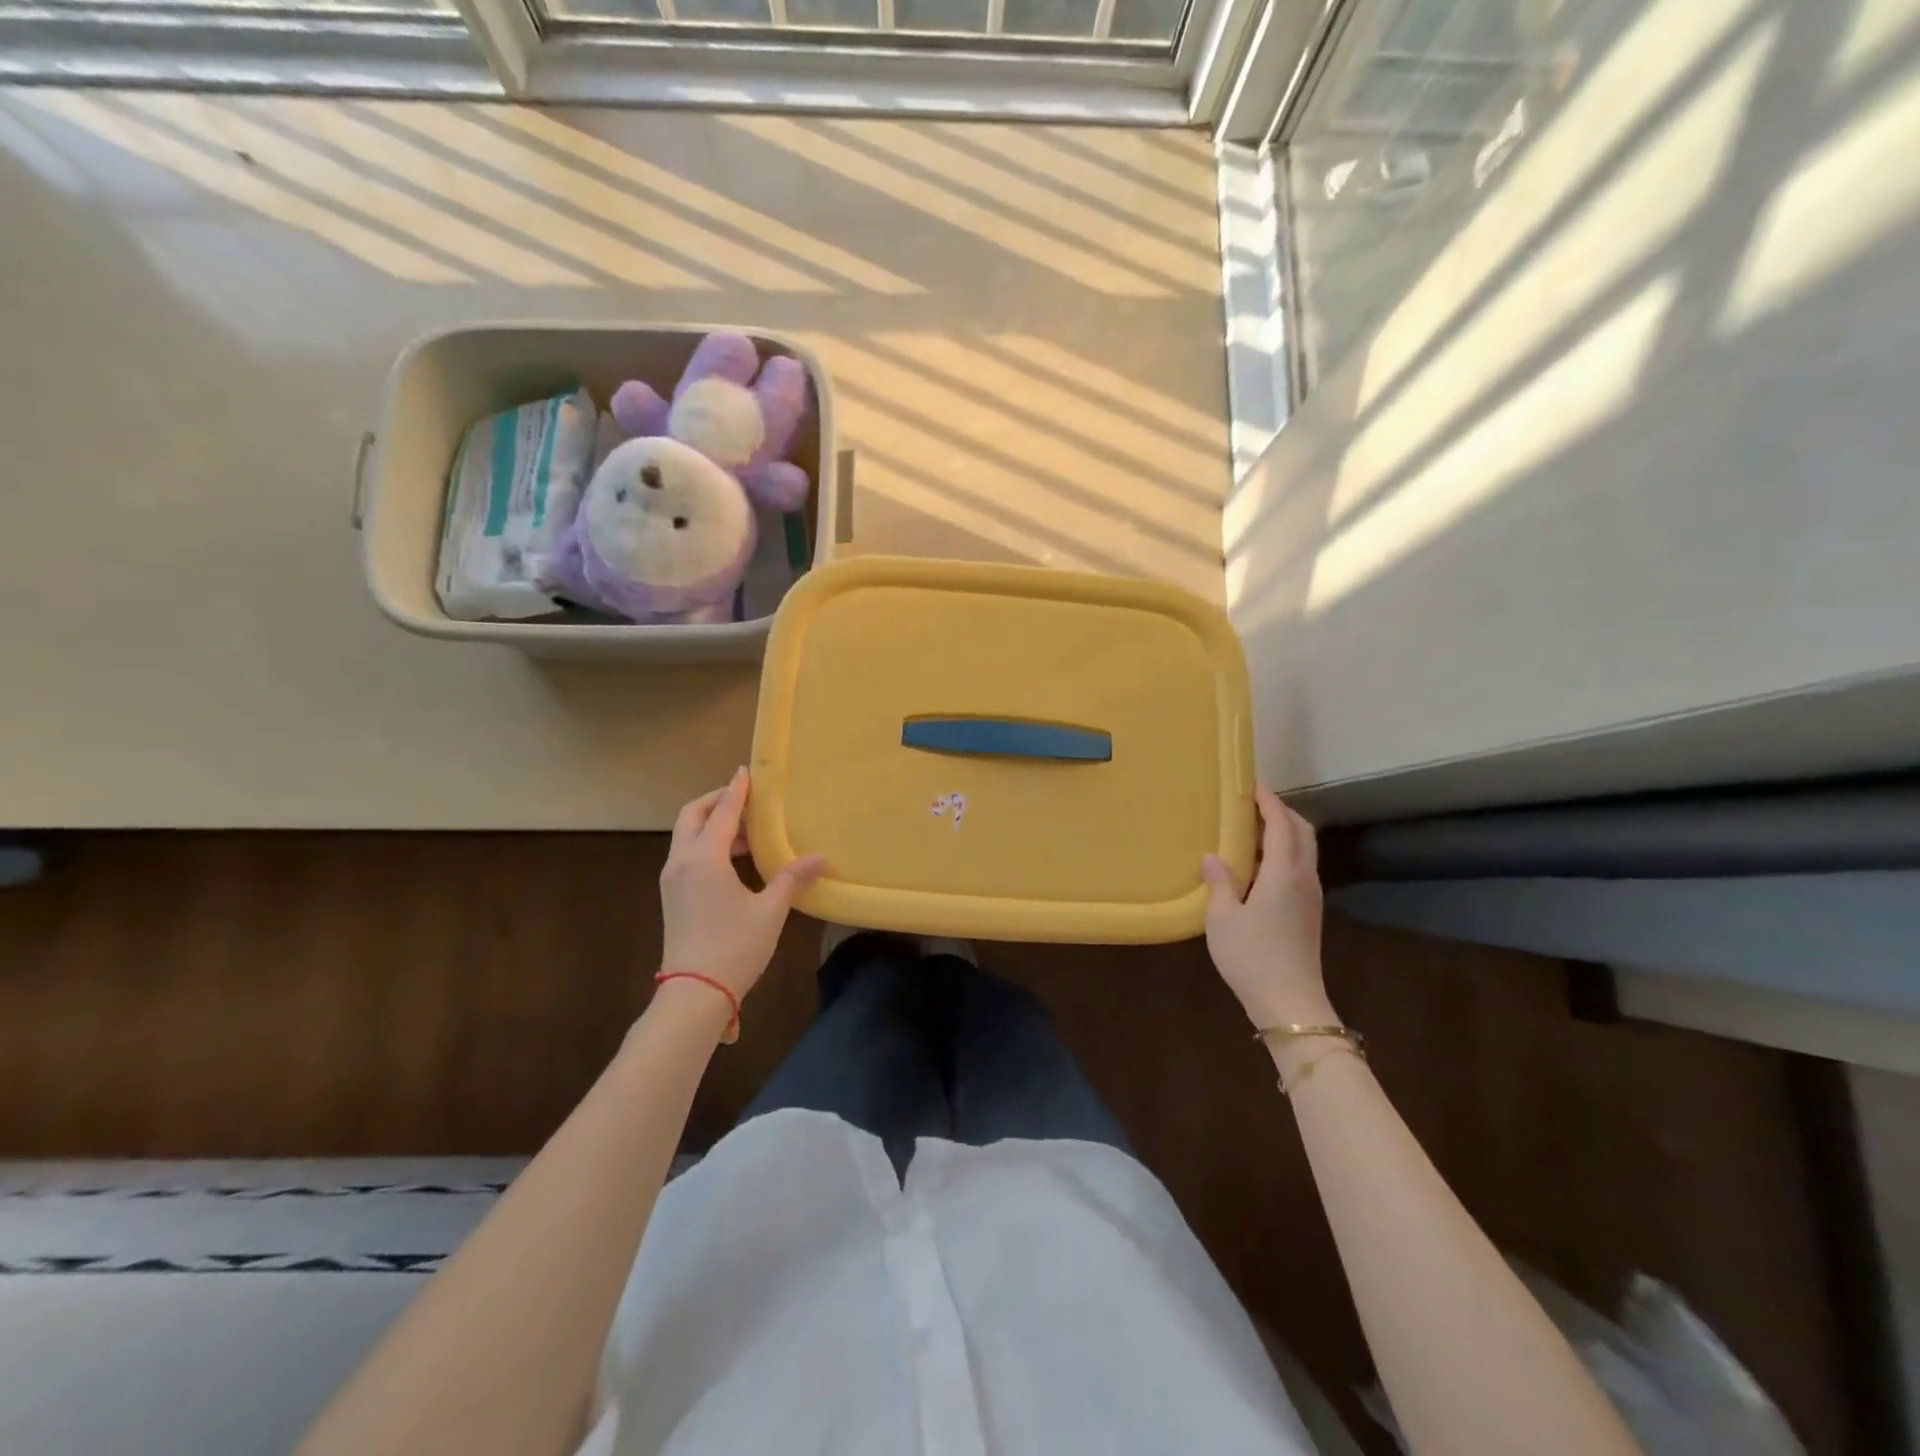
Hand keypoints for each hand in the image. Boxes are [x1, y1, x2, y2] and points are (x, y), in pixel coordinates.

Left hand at [659, 768, 827, 1006]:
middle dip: (715, 801)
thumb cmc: (735, 946)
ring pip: (687, 836)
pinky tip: (734, 860)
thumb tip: (821, 858)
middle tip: (744, 798)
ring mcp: (672, 880)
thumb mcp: (770, 910)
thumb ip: (792, 878)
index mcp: (704, 858)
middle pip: (691, 816)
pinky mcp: (673, 897)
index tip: (746, 771)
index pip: (721, 811)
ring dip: (711, 824)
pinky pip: (687, 855)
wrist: (695, 994)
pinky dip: (707, 845)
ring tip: (747, 831)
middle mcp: (681, 862)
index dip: (736, 790)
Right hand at [1201, 784, 1329, 1027]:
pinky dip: (1284, 851)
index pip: (1281, 824)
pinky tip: (1260, 863)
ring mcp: (1311, 896)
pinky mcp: (1309, 911)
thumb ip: (1219, 882)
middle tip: (1252, 802)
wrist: (1290, 1004)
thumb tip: (1214, 856)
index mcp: (1284, 873)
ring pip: (1304, 849)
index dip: (1268, 800)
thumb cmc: (1252, 956)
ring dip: (1284, 831)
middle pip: (1302, 831)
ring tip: (1253, 827)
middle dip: (1281, 810)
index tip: (1251, 783)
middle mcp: (1304, 878)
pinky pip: (1300, 866)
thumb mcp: (1222, 918)